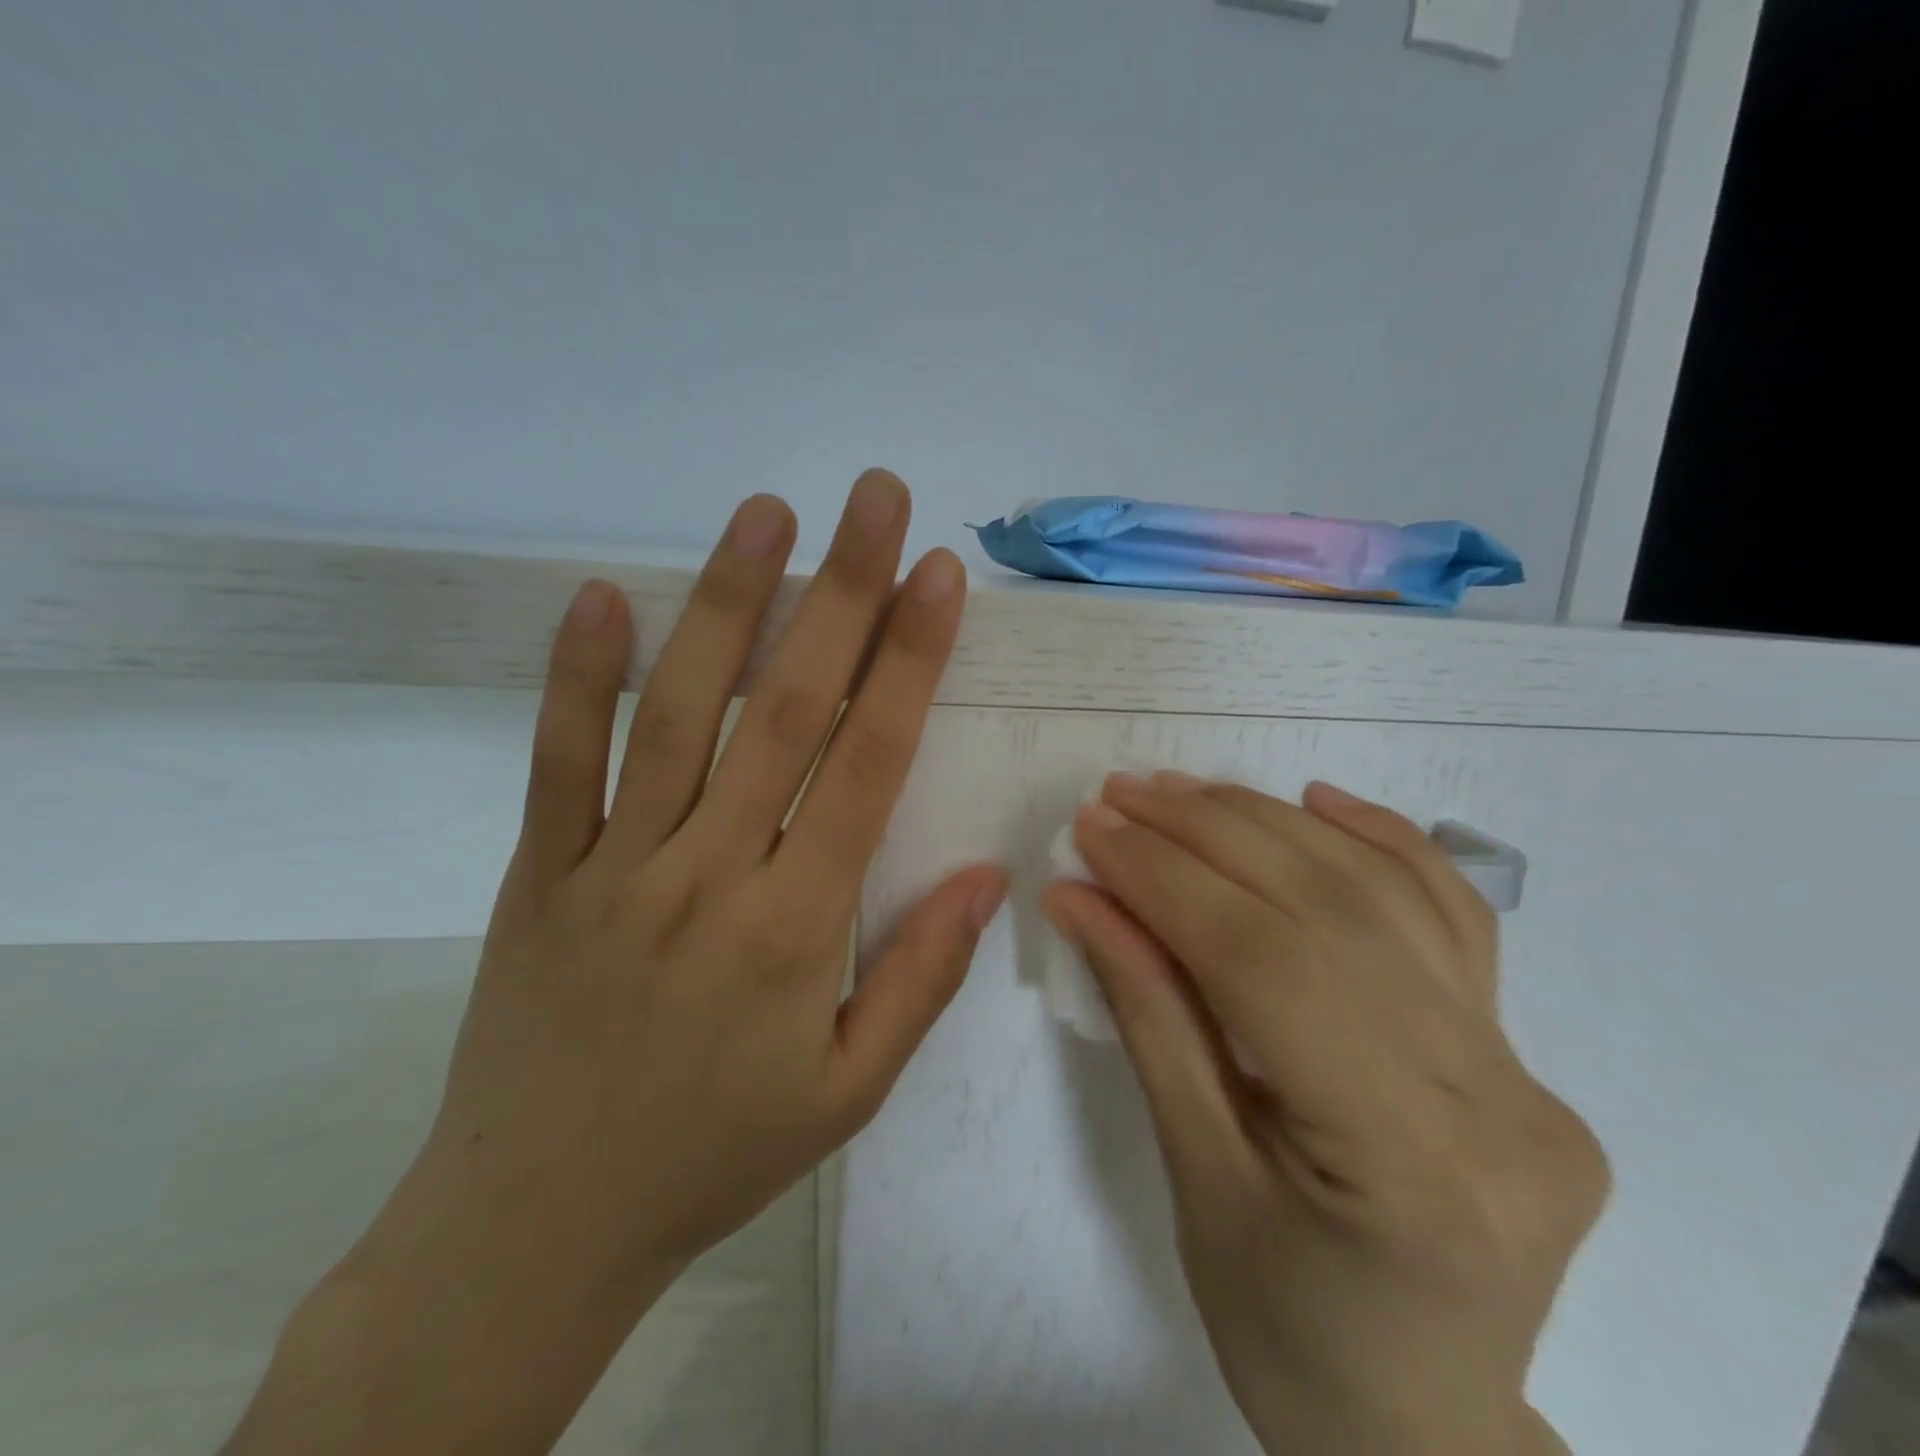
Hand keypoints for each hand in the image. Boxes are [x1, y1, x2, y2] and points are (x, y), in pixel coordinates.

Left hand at [226, 472, 1007, 1455]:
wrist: (537, 1227)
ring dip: (726, 603)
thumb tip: (990, 874)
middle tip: (874, 498)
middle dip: (841, 592)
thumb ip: (923, 975)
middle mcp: (710, 873)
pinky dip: (575, 676)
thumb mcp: (848, 1091)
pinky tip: (601, 594)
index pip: (869, 762)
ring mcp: (617, 865)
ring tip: (766, 513)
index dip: (910, 660)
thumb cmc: (715, 1155)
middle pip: (787, 708)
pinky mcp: (542, 873)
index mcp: (796, 928)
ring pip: (678, 712)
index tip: (938, 576)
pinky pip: (558, 761)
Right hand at [1043, 773, 1606, 1455]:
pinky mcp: (1518, 1050)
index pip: (1265, 964)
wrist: (1420, 1425)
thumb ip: (1147, 1015)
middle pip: (1326, 910)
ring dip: (1267, 823)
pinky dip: (1380, 839)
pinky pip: (1449, 914)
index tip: (1092, 829)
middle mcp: (1494, 1100)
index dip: (1166, 880)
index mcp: (1410, 1166)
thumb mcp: (1194, 1176)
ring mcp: (1523, 1068)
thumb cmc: (1284, 1332)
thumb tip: (1081, 899)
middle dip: (1205, 834)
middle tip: (1121, 795)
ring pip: (1382, 895)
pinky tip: (1314, 799)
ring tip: (1181, 792)